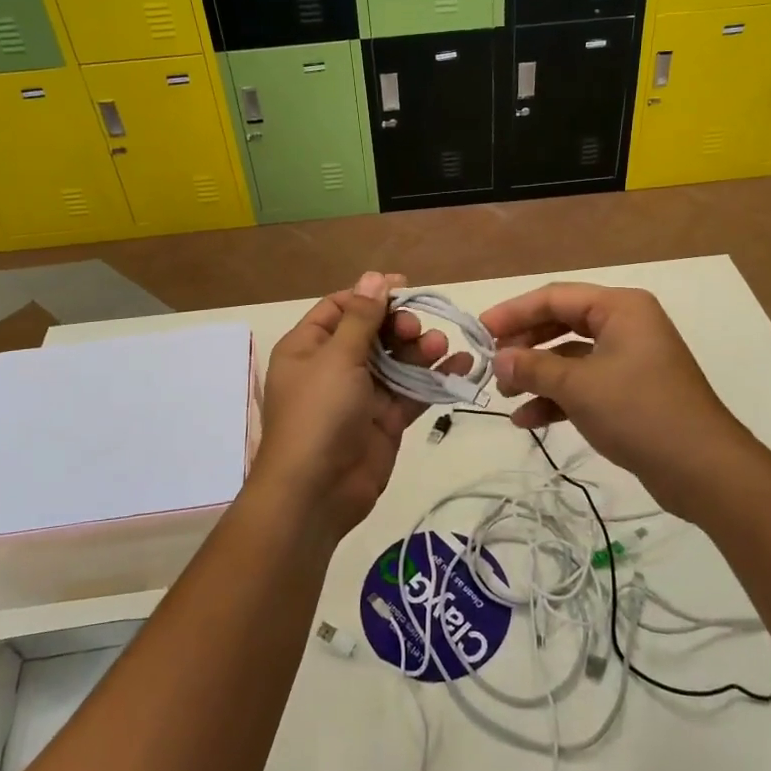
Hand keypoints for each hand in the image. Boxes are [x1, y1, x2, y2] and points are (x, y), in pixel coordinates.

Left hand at [252, 271, 470, 548]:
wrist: (316, 493)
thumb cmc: (318, 414)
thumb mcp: (337, 358)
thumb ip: (361, 317)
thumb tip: (373, 277)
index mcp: (309, 347)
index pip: (341, 307)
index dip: (371, 295)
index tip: (404, 287)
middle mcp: (334, 366)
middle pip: (373, 332)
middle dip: (399, 325)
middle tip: (415, 329)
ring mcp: (361, 394)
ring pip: (396, 360)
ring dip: (420, 349)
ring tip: (440, 345)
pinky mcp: (385, 419)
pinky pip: (412, 390)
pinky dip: (434, 377)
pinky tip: (461, 364)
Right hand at [479, 283, 770, 516]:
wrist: (703, 470)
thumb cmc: (639, 412)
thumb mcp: (579, 386)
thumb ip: (533, 367)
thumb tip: (498, 357)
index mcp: (620, 308)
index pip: (555, 297)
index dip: (514, 312)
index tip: (480, 331)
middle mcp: (626, 325)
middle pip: (561, 323)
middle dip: (524, 344)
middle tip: (491, 363)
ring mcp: (629, 360)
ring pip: (570, 356)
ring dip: (536, 374)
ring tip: (503, 394)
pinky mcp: (629, 392)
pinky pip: (583, 384)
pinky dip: (556, 398)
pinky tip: (527, 420)